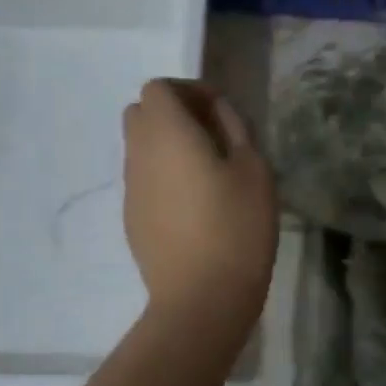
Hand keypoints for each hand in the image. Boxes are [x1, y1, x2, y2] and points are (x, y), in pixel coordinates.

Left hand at [122, 79, 276, 324]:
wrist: (201, 297)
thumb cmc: (236, 226)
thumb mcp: (254, 170)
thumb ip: (235, 128)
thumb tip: (217, 111)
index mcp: (166, 133)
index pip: (158, 88)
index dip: (188, 90)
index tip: (219, 110)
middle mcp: (138, 154)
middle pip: (141, 113)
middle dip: (174, 114)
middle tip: (212, 136)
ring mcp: (131, 189)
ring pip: (141, 148)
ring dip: (168, 146)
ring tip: (208, 172)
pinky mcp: (132, 219)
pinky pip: (144, 180)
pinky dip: (164, 176)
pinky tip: (195, 206)